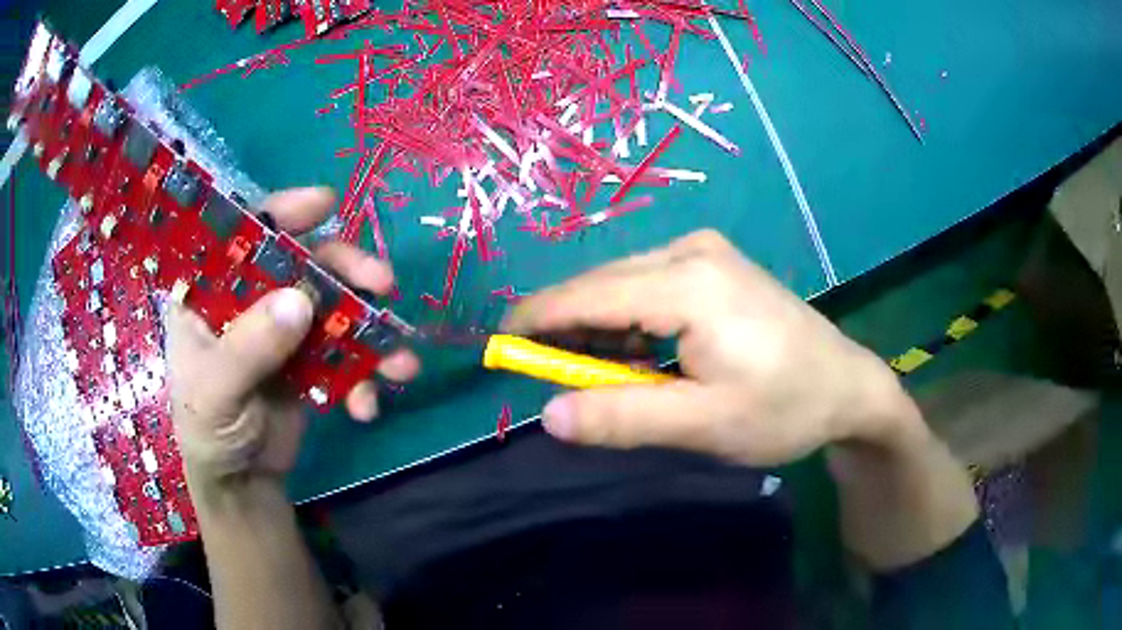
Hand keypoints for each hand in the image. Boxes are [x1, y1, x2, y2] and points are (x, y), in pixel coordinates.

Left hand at [168, 187, 419, 487]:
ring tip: (400, 359)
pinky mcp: (310, 361)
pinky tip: (368, 406)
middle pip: (302, 263)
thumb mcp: (216, 392)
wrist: (242, 485)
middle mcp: (249, 300)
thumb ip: (250, 347)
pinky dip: (364, 376)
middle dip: (346, 270)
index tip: (325, 205)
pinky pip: (344, 353)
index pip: (243, 234)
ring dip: (370, 327)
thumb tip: (301, 299)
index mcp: (212, 293)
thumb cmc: (208, 432)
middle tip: (383, 282)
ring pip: (332, 305)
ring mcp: (283, 330)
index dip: (283, 213)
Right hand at [504, 229, 922, 465]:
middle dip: (568, 329)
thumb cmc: (785, 408)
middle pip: (603, 285)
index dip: (537, 320)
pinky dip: (630, 321)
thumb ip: (624, 419)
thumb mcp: (705, 425)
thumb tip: (549, 416)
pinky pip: (649, 286)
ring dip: (600, 329)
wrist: (848, 386)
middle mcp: (691, 251)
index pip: (588, 294)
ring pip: (624, 285)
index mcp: (688, 283)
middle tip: (553, 379)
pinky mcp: (714, 265)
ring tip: (603, 377)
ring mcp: (705, 253)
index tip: (498, 347)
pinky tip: (640, 355)